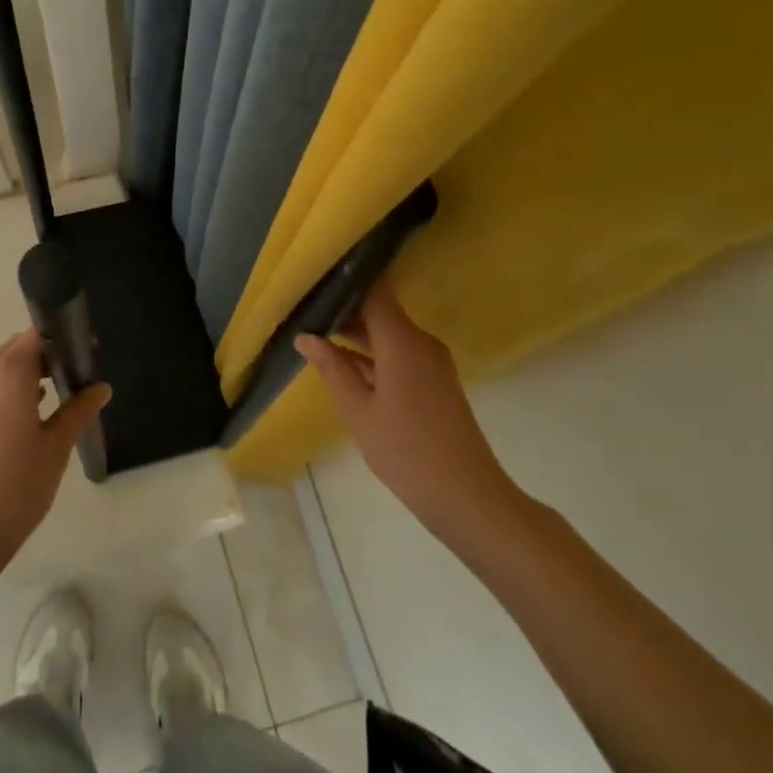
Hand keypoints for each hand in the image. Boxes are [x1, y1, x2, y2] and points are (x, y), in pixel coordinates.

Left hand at [0, 328, 109, 580]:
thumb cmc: (12, 490)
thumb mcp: (55, 449)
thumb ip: (78, 411)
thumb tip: (101, 388)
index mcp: (6, 372)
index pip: (38, 334)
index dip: (64, 340)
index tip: (87, 358)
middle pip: (17, 349)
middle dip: (46, 359)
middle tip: (75, 383)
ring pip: (0, 371)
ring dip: (25, 378)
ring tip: (53, 406)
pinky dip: (6, 395)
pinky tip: (23, 426)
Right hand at [296, 278, 525, 551]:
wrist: (468, 498)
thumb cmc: (406, 451)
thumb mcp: (357, 410)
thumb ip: (331, 368)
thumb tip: (306, 336)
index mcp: (402, 340)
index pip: (375, 290)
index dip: (349, 278)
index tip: (319, 274)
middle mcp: (420, 342)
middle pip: (381, 311)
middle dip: (345, 309)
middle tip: (305, 308)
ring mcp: (432, 362)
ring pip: (388, 334)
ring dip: (357, 334)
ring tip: (316, 332)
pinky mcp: (436, 382)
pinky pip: (399, 353)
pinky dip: (373, 354)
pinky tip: (345, 364)